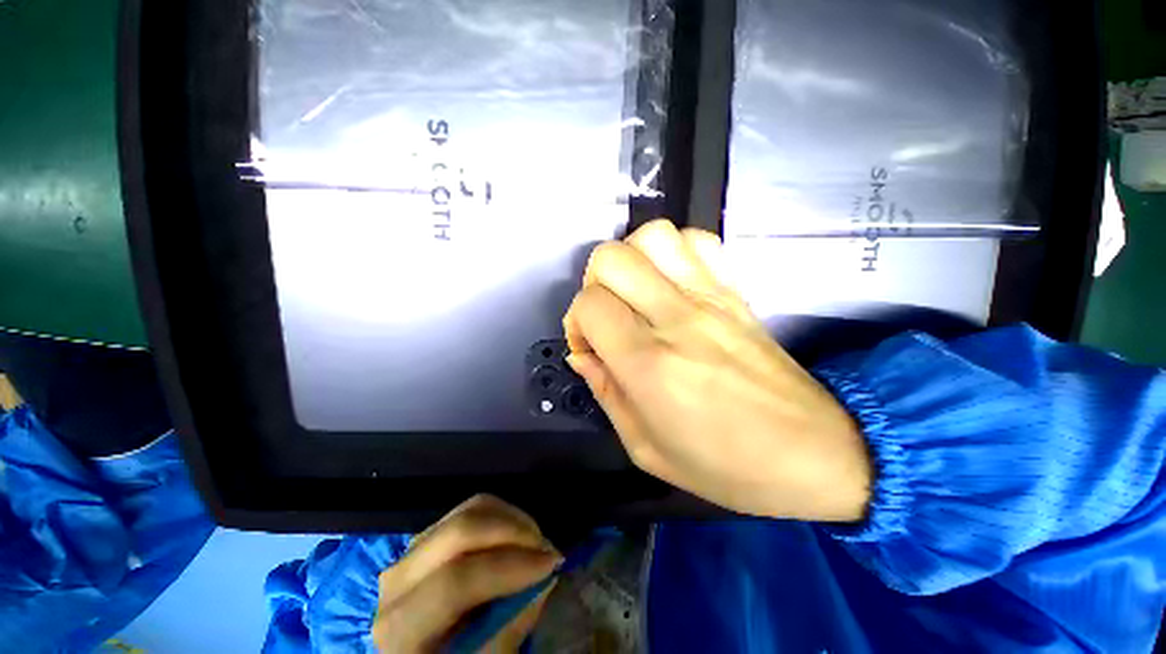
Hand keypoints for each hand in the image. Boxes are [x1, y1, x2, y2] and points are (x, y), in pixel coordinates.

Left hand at [373, 495, 560, 652]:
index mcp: (400, 625)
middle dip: (514, 531)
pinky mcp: (428, 535)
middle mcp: (398, 579)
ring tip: (535, 540)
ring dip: (511, 519)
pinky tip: (516, 535)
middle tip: (545, 547)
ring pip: (468, 510)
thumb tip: (545, 578)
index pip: (455, 582)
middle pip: (461, 531)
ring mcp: (411, 550)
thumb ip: (510, 628)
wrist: (413, 653)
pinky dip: (501, 515)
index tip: (551, 565)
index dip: (509, 567)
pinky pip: (469, 509)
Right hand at [563, 220, 871, 521]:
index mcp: (649, 363)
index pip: (590, 305)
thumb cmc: (725, 465)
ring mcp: (711, 297)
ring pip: (653, 236)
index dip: (577, 322)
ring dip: (631, 259)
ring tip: (635, 293)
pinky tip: (671, 283)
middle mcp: (676, 318)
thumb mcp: (646, 448)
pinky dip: (674, 251)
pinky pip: (698, 241)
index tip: (589, 347)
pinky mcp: (736, 291)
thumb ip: (606, 394)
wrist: (815, 453)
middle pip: (612, 258)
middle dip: (594, 283)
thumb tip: (582, 356)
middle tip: (607, 316)